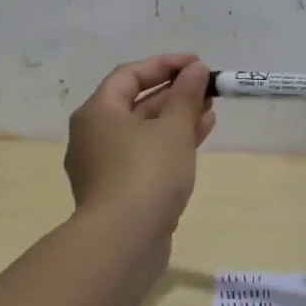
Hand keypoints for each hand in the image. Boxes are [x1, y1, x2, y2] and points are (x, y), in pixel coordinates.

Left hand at [64, 54, 214, 236]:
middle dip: (174, 93)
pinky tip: (199, 136)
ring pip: (144, 131)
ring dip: (177, 118)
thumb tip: (194, 70)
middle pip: (136, 103)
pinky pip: (146, 155)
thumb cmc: (146, 173)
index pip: (129, 75)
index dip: (164, 65)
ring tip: (211, 110)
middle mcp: (94, 135)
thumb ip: (186, 96)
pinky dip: (171, 143)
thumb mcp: (173, 128)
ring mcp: (105, 166)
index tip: (197, 63)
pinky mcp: (119, 191)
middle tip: (207, 88)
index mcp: (97, 113)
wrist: (123, 242)